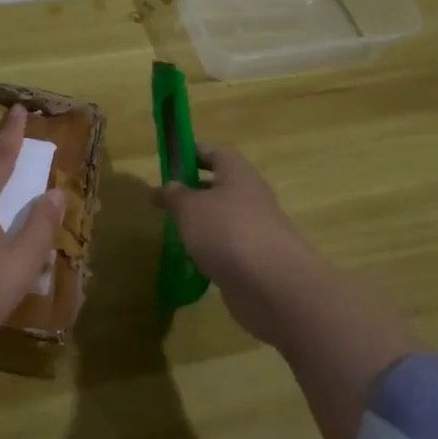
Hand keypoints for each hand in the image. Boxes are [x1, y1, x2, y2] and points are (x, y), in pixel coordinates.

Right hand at [157, 144, 331, 333]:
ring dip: (199, 224)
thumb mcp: (190, 207)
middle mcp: (250, 197)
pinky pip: (227, 248)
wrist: (274, 286)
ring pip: (222, 219)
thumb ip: (176, 194)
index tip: (167, 162)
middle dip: (191, 192)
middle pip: (218, 186)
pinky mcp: (255, 260)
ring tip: (170, 234)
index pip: (213, 152)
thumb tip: (171, 185)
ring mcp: (255, 230)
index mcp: (237, 173)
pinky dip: (209, 252)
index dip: (190, 153)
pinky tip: (189, 262)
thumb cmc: (227, 231)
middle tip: (163, 202)